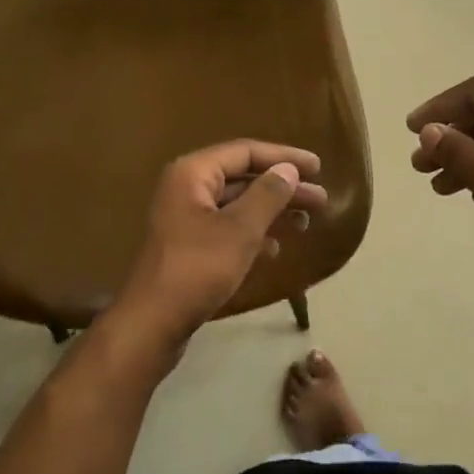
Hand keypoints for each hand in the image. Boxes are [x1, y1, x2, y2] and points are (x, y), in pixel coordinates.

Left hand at [114, 140, 326, 346]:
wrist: (153, 322)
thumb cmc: (198, 269)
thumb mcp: (240, 229)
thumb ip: (268, 194)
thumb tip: (288, 170)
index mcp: (193, 173)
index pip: (246, 151)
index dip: (284, 157)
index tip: (318, 167)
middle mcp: (187, 188)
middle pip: (243, 177)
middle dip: (283, 187)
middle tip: (320, 199)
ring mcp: (186, 218)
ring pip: (238, 204)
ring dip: (273, 211)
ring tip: (306, 222)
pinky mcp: (189, 246)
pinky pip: (228, 228)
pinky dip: (254, 233)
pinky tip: (275, 248)